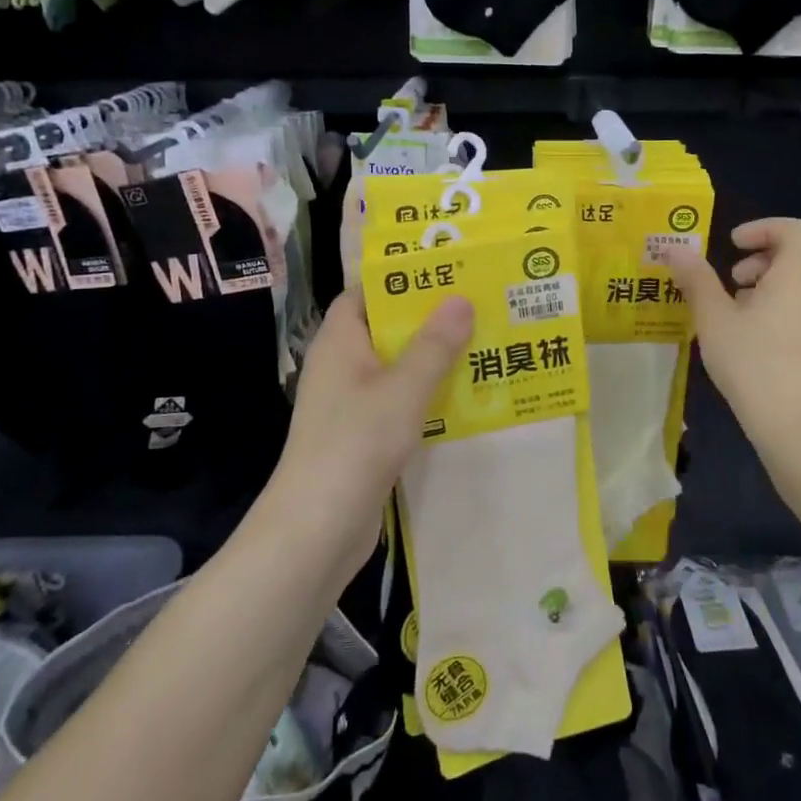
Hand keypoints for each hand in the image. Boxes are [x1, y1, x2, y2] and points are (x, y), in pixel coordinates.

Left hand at [270, 287, 473, 562]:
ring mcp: (351, 403)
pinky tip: (466, 396)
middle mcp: (342, 366)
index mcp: (339, 341)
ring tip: (483, 342)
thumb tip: (461, 299)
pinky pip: (399, 401)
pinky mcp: (363, 436)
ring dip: (433, 358)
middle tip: (479, 303)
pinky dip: (427, 395)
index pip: (365, 293)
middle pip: (386, 328)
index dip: (401, 278)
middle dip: (429, 318)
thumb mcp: (402, 389)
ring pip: (397, 367)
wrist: (317, 529)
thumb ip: (433, 345)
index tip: (446, 270)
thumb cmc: (355, 445)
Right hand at [661, 218, 800, 460]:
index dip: (764, 228)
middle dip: (762, 258)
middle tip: (732, 277)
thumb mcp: (714, 318)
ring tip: (734, 311)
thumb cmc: (755, 361)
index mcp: (800, 274)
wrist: (800, 427)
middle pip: (800, 257)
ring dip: (768, 287)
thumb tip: (678, 251)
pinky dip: (778, 311)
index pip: (797, 230)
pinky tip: (750, 342)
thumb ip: (697, 280)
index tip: (733, 244)